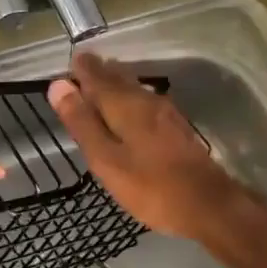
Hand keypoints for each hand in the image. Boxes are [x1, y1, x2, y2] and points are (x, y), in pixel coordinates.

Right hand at [48, 52, 241, 240]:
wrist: (208, 204)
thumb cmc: (150, 185)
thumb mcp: (105, 159)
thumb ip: (82, 122)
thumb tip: (58, 85)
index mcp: (124, 104)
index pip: (96, 75)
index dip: (80, 69)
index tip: (68, 63)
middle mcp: (145, 99)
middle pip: (117, 77)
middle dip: (98, 72)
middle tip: (80, 70)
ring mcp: (165, 112)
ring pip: (133, 88)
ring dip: (115, 83)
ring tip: (98, 86)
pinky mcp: (176, 127)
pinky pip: (145, 101)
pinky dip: (129, 98)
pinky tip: (128, 110)